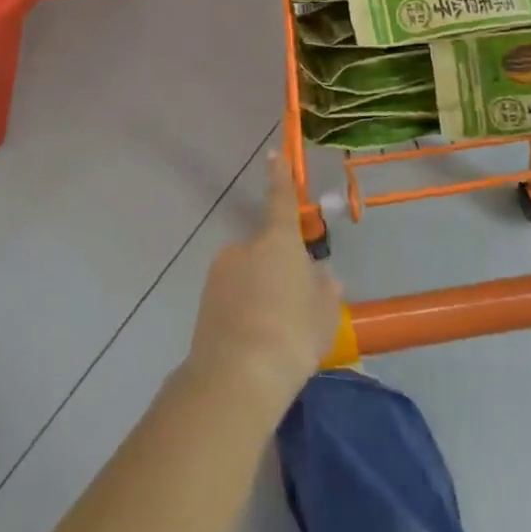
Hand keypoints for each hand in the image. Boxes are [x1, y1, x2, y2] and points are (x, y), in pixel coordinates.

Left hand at [186, 155, 344, 413]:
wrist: (238, 376)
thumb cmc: (292, 335)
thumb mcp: (324, 315)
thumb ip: (325, 290)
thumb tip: (323, 277)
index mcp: (278, 242)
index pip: (281, 200)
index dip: (280, 177)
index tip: (274, 154)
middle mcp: (245, 247)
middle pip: (266, 250)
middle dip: (277, 271)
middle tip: (294, 308)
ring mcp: (220, 272)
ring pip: (247, 276)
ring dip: (259, 293)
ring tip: (274, 334)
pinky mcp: (205, 300)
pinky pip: (232, 297)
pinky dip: (243, 311)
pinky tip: (254, 342)